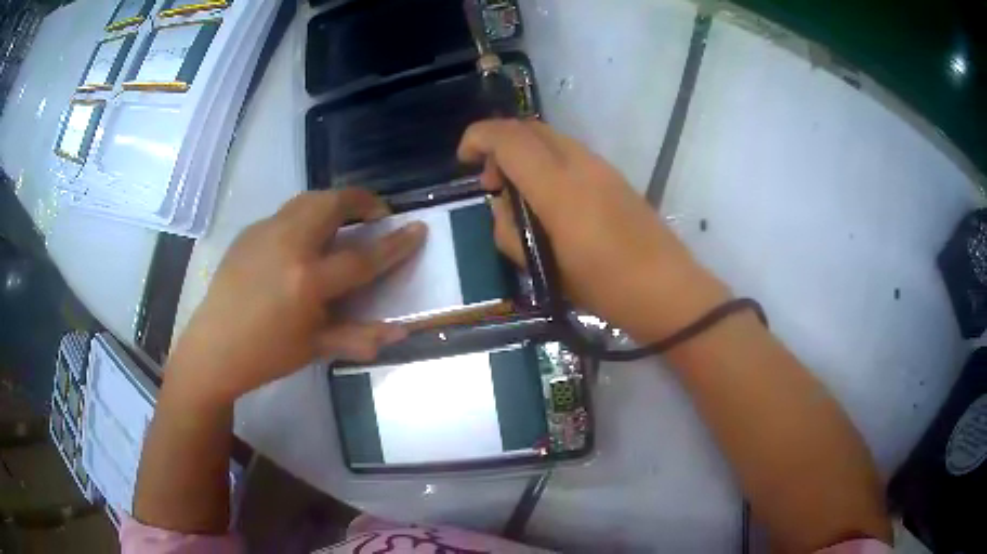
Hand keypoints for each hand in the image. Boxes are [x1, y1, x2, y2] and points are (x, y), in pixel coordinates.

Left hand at [167, 189, 425, 404]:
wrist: (213, 348)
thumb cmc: (267, 354)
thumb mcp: (315, 348)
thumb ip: (360, 337)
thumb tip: (402, 332)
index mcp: (307, 280)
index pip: (363, 257)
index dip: (396, 243)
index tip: (418, 228)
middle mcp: (287, 245)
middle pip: (333, 204)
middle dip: (362, 200)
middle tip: (376, 214)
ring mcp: (265, 233)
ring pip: (308, 199)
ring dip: (334, 202)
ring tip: (344, 218)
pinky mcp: (249, 232)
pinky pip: (286, 213)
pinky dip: (307, 214)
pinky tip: (304, 239)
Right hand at [458, 119, 728, 341]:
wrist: (667, 291)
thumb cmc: (604, 288)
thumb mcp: (543, 269)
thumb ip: (510, 231)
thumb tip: (504, 207)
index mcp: (559, 187)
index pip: (509, 138)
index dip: (478, 138)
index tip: (463, 159)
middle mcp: (580, 164)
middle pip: (529, 128)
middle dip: (499, 144)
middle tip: (492, 183)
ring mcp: (602, 167)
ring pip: (550, 138)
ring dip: (523, 153)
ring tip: (519, 195)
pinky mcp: (614, 177)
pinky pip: (568, 153)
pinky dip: (545, 162)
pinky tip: (548, 199)